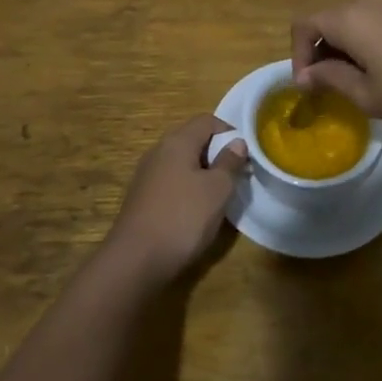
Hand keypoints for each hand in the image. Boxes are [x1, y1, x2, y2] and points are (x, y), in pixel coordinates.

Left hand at [106, 115, 245, 284]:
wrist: (136, 259)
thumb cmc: (183, 217)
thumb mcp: (217, 189)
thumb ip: (229, 162)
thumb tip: (237, 142)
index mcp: (177, 142)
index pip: (207, 121)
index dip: (229, 132)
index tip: (245, 155)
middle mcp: (158, 151)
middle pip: (192, 139)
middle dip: (216, 153)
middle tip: (235, 176)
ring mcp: (146, 174)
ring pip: (181, 162)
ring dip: (202, 173)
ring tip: (218, 196)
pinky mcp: (141, 197)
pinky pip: (170, 181)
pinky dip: (186, 188)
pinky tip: (195, 212)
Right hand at [292, 0, 381, 129]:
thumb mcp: (368, 95)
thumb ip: (330, 79)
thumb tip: (305, 75)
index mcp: (348, 17)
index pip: (304, 25)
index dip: (298, 55)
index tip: (309, 86)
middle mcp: (366, 0)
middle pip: (328, 20)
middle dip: (321, 52)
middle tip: (330, 87)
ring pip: (353, 19)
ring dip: (345, 47)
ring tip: (357, 80)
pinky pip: (377, 20)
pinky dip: (368, 41)